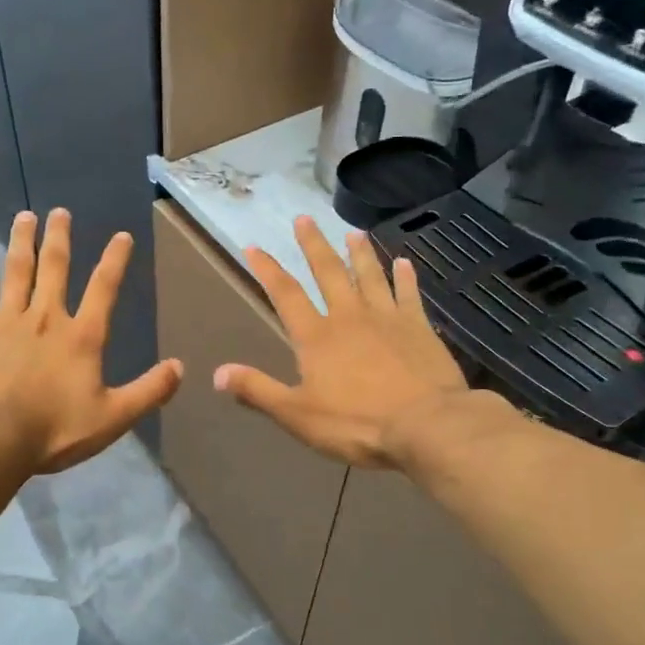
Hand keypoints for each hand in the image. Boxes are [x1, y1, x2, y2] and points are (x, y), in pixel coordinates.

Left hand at [0, 209, 183, 473]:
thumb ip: (149, 391)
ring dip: (22, 243)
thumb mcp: (114, 417)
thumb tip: (181, 367)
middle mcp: (46, 318)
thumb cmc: (56, 430)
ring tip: (25, 217)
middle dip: (59, 238)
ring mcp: (6, 322)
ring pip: (17, 272)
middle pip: (55, 268)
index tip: (121, 235)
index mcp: (81, 337)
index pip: (103, 289)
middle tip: (59, 212)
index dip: (115, 260)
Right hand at [214, 216, 470, 466]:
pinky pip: (409, 295)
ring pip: (370, 276)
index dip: (268, 270)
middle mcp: (349, 317)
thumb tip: (218, 373)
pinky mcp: (419, 328)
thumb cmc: (356, 423)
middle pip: (329, 272)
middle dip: (313, 245)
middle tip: (304, 218)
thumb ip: (258, 391)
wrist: (426, 425)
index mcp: (316, 337)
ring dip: (360, 253)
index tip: (254, 247)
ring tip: (353, 232)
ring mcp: (387, 319)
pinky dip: (405, 277)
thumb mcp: (297, 415)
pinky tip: (404, 263)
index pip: (285, 295)